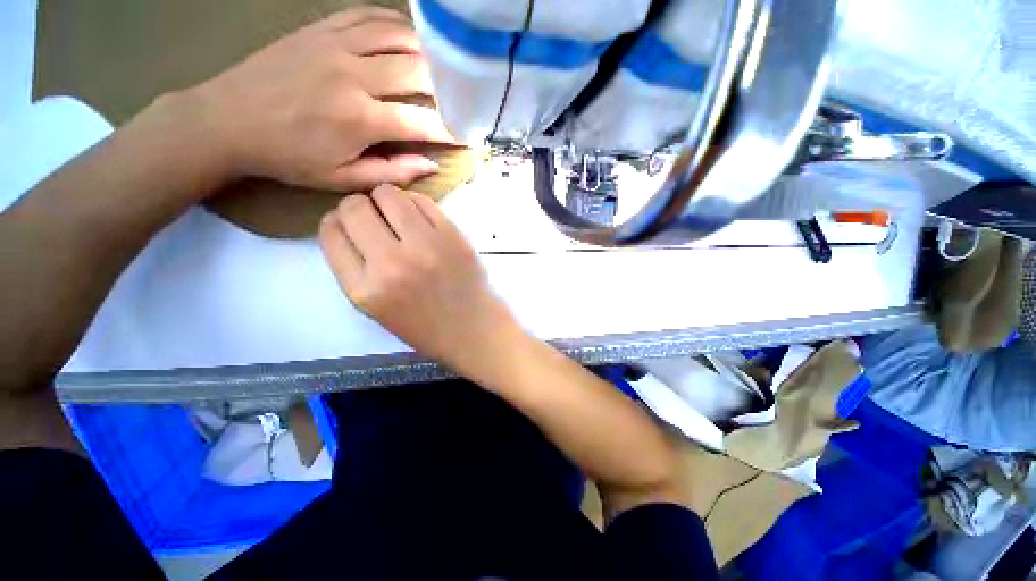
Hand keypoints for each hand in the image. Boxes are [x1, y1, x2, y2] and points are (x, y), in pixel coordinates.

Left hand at [186, 7, 453, 191]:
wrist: (229, 121)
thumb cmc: (290, 158)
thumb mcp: (343, 179)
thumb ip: (392, 172)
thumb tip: (431, 165)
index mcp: (360, 120)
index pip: (422, 122)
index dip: (449, 131)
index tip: (464, 137)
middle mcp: (354, 76)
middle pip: (418, 72)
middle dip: (445, 89)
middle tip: (456, 102)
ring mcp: (336, 46)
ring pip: (398, 37)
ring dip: (426, 52)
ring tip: (440, 69)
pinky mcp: (320, 30)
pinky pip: (367, 16)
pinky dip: (394, 23)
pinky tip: (407, 36)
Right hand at [318, 185, 521, 371]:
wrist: (475, 329)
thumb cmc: (427, 327)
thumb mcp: (376, 309)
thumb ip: (355, 270)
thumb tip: (346, 225)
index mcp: (366, 290)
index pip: (331, 233)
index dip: (336, 222)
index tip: (349, 225)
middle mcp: (391, 263)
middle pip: (354, 207)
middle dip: (358, 207)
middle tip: (374, 218)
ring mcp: (425, 246)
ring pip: (388, 194)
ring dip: (386, 200)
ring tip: (397, 216)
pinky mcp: (452, 235)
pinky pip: (422, 201)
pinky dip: (415, 204)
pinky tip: (420, 219)